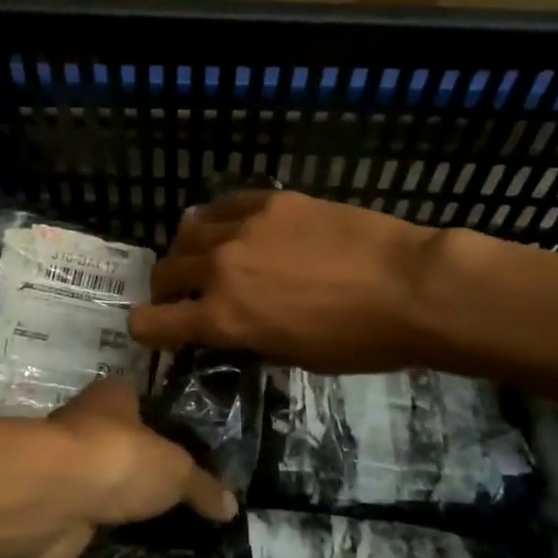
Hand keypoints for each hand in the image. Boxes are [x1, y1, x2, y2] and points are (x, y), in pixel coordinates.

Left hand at [28, 377, 235, 557]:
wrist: (53, 496)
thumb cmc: (118, 458)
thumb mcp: (176, 469)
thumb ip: (203, 486)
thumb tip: (232, 506)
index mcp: (114, 396)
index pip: (143, 401)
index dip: (164, 423)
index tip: (190, 451)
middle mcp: (87, 423)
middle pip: (123, 444)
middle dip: (145, 467)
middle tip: (182, 496)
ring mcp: (68, 466)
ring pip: (105, 482)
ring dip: (123, 501)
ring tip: (164, 525)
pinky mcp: (57, 506)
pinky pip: (91, 517)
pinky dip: (105, 530)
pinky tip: (132, 545)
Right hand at [130, 190, 471, 374]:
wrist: (408, 286)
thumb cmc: (358, 340)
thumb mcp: (293, 357)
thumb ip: (248, 338)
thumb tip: (231, 328)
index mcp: (222, 317)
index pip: (152, 321)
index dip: (148, 330)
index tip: (158, 332)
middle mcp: (218, 268)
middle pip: (165, 271)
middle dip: (166, 289)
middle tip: (185, 296)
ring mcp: (242, 227)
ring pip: (188, 231)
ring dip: (188, 250)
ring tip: (208, 256)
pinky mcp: (269, 201)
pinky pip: (224, 205)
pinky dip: (217, 220)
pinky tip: (233, 228)